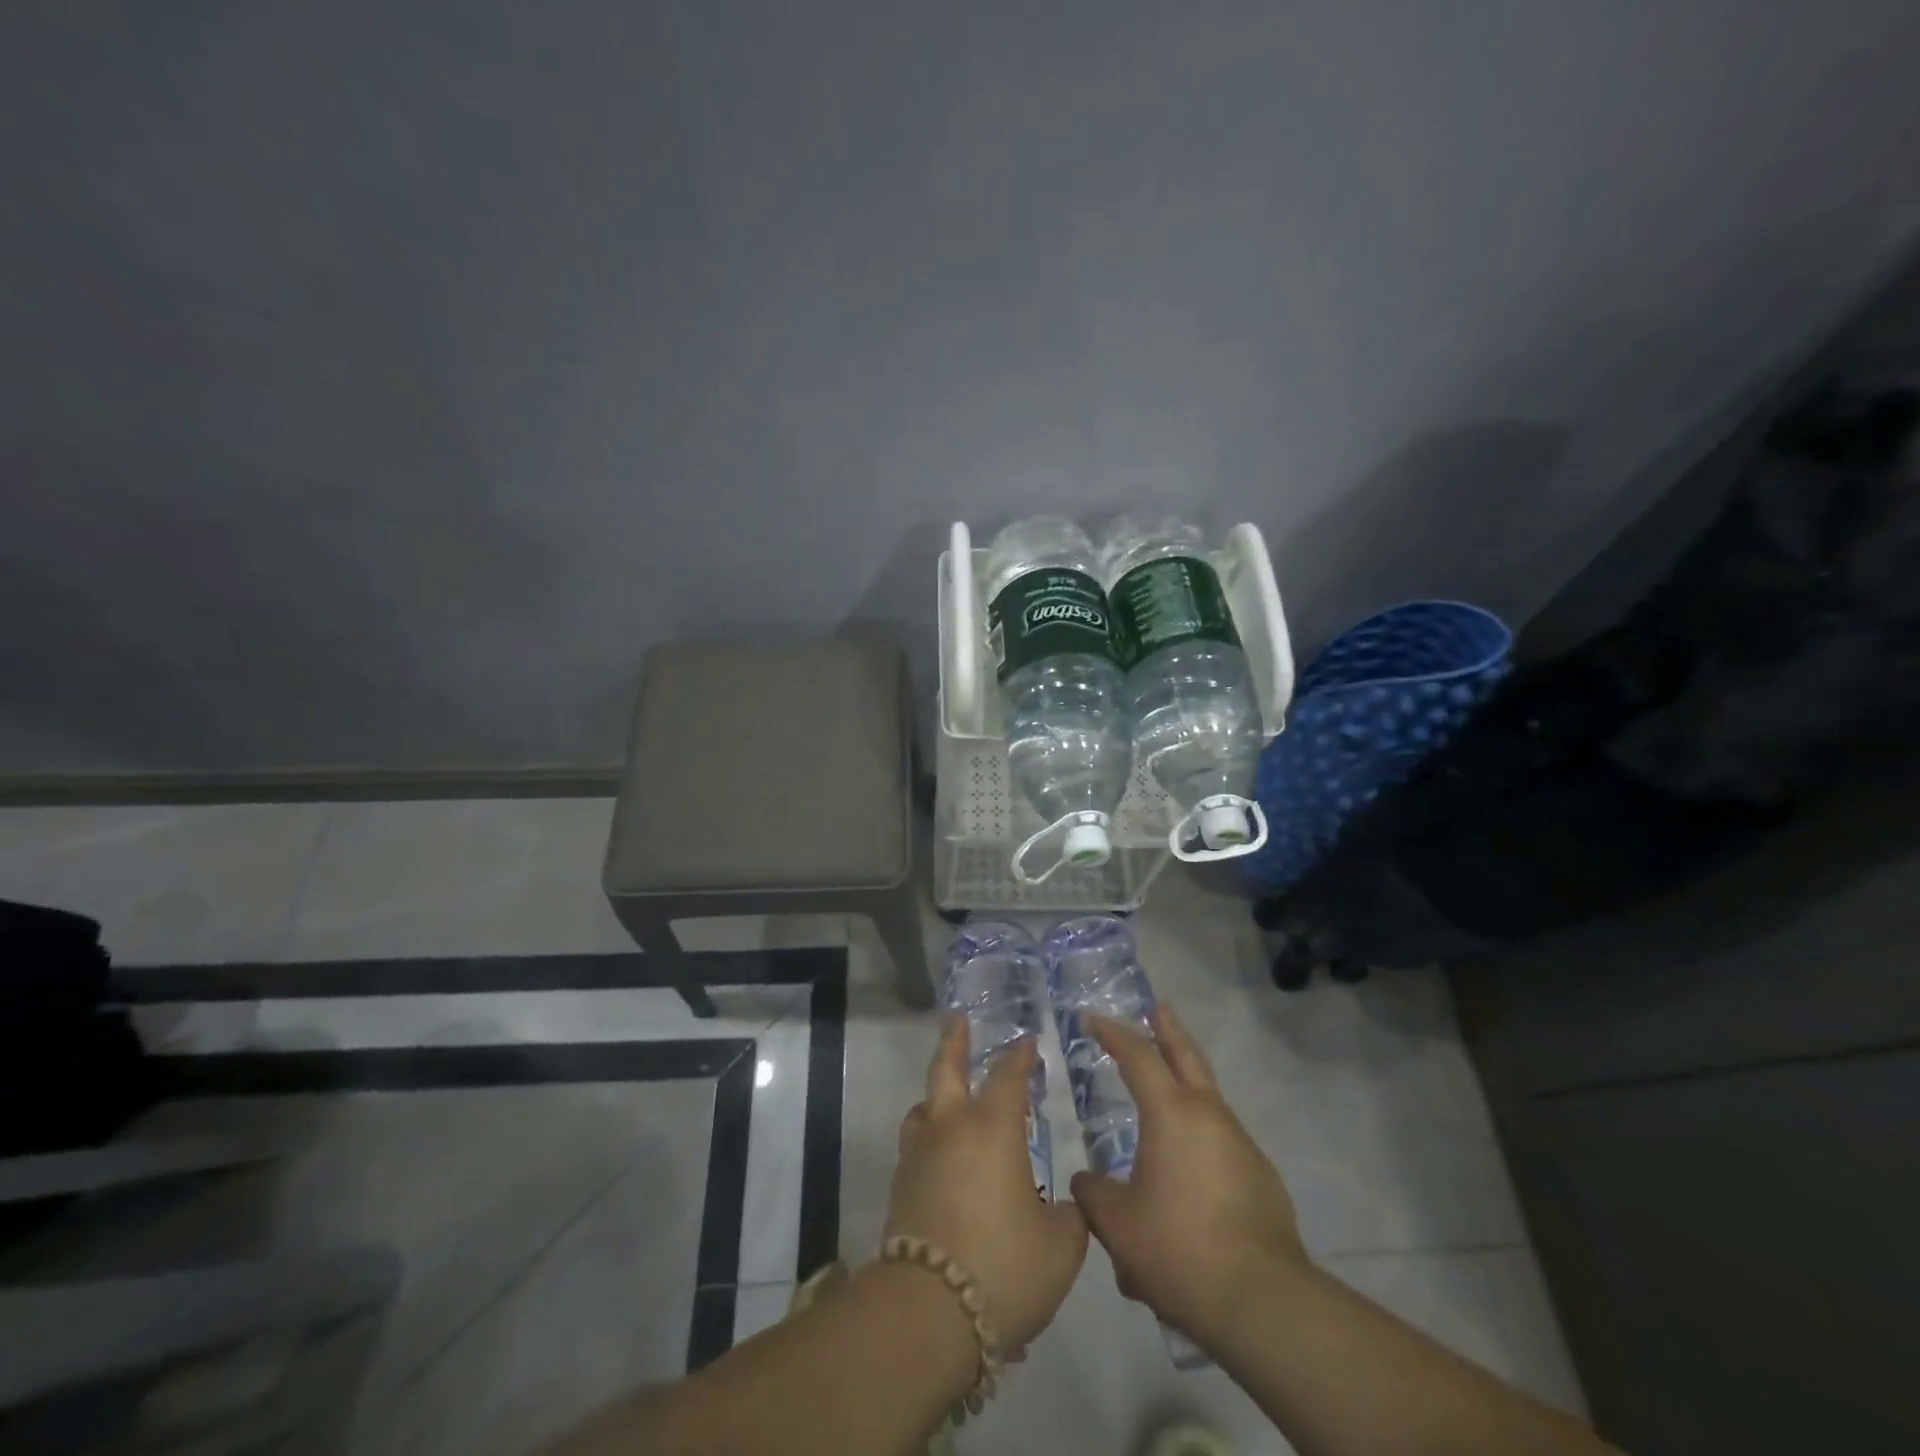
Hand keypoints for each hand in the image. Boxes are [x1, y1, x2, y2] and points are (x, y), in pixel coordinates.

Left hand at [885, 1016, 1088, 1348]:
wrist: (929, 1312)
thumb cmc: (1004, 1267)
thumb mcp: (1061, 1247)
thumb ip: (1071, 1218)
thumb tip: (1067, 1206)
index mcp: (993, 1129)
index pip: (1008, 1077)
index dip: (1020, 1057)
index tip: (1028, 1043)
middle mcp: (951, 1129)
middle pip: (946, 1070)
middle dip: (954, 1042)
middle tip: (958, 1020)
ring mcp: (920, 1156)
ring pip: (924, 1108)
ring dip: (936, 1095)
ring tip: (947, 1096)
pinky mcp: (901, 1187)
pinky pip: (916, 1146)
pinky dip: (930, 1138)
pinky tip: (943, 1157)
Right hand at [1069, 1002, 1306, 1346]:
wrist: (1260, 1300)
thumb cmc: (1178, 1249)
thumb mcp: (1117, 1225)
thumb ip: (1094, 1195)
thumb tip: (1087, 1182)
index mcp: (1171, 1113)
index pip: (1137, 1055)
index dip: (1113, 1032)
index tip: (1091, 1018)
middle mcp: (1209, 1115)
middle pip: (1187, 1056)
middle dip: (1168, 1028)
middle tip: (1158, 1006)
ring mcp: (1241, 1143)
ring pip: (1208, 1097)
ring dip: (1186, 1082)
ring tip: (1164, 1093)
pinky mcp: (1260, 1176)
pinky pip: (1221, 1140)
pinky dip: (1200, 1133)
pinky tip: (1188, 1166)